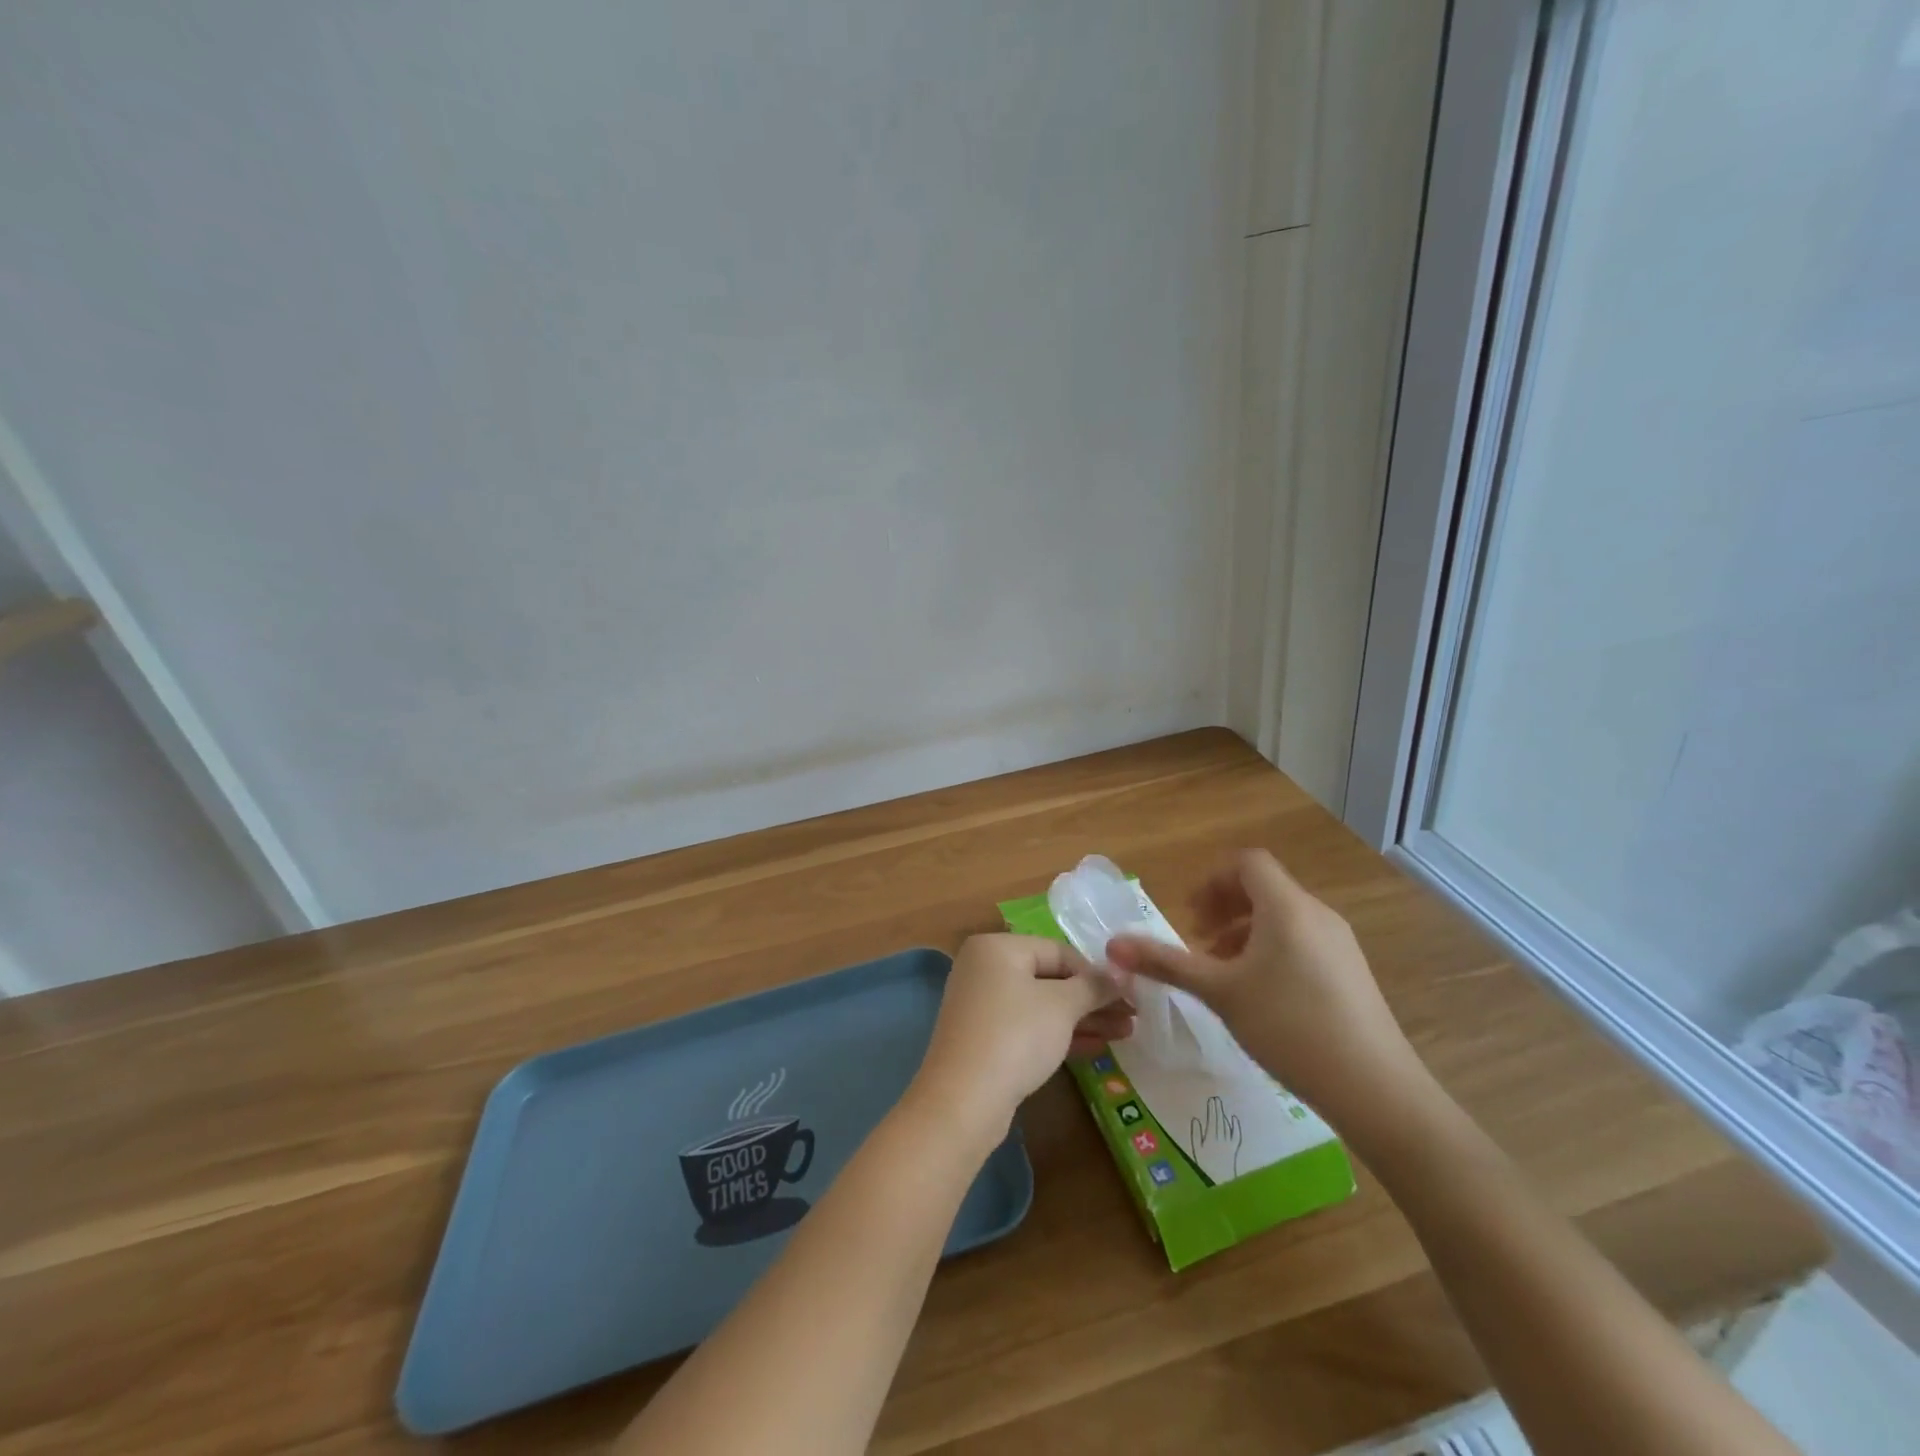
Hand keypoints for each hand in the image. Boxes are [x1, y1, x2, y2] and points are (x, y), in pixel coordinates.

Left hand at [909, 934, 1130, 1146]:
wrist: (963, 1101)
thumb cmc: (1015, 1036)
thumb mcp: (1061, 1006)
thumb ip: (1093, 986)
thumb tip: (1120, 973)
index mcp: (997, 947)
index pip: (1058, 950)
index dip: (1096, 972)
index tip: (1130, 993)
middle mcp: (985, 968)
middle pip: (1050, 978)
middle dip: (1092, 999)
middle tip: (1132, 1016)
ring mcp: (982, 1005)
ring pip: (1042, 1006)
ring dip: (1082, 1019)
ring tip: (1125, 1033)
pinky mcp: (984, 1039)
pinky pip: (1029, 1027)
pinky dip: (1059, 1034)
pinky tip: (1096, 1048)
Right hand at [1105, 850, 1423, 1130]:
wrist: (1375, 1088)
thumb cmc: (1288, 1026)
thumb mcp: (1219, 992)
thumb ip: (1166, 963)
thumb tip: (1112, 945)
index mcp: (1286, 907)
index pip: (1247, 864)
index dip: (1213, 881)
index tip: (1190, 915)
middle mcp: (1316, 914)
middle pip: (1264, 888)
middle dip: (1224, 908)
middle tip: (1199, 942)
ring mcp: (1339, 943)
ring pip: (1283, 917)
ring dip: (1245, 932)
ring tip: (1224, 972)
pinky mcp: (1351, 972)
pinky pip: (1302, 941)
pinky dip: (1272, 950)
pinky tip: (1261, 995)